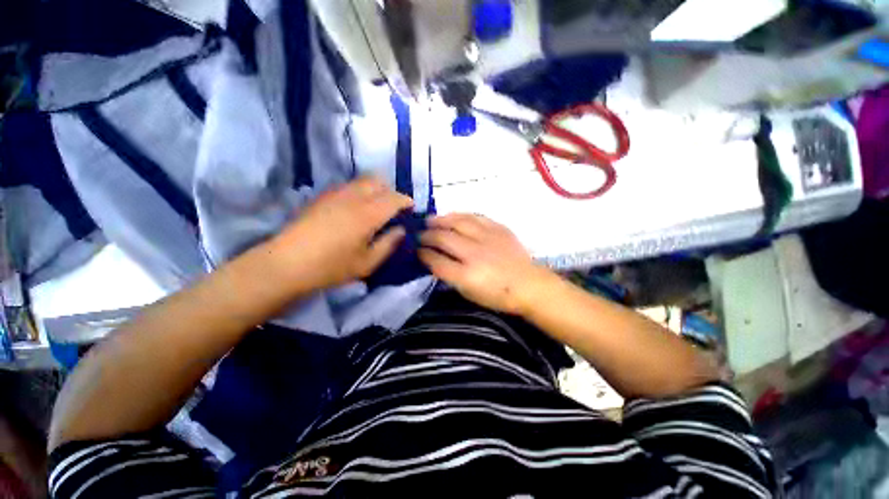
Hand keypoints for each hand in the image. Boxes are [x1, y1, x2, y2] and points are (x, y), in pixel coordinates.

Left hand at [269, 177, 412, 289]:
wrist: (286, 264)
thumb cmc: (331, 267)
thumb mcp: (367, 262)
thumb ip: (389, 243)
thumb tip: (401, 230)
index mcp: (368, 214)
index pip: (394, 198)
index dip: (406, 201)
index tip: (411, 208)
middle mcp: (353, 197)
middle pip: (378, 181)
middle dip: (391, 191)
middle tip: (394, 208)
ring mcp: (335, 194)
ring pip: (362, 181)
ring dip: (375, 189)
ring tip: (376, 208)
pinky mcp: (322, 196)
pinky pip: (348, 186)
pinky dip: (360, 191)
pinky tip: (356, 209)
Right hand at [419, 214, 550, 314]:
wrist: (529, 285)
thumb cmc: (498, 295)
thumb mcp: (469, 293)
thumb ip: (450, 276)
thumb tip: (434, 260)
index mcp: (467, 275)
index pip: (436, 260)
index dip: (422, 254)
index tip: (415, 250)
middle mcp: (474, 253)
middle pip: (443, 238)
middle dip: (426, 235)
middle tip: (418, 234)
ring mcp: (487, 238)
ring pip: (457, 222)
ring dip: (440, 220)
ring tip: (430, 220)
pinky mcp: (498, 229)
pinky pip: (475, 217)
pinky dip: (460, 216)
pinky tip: (453, 216)